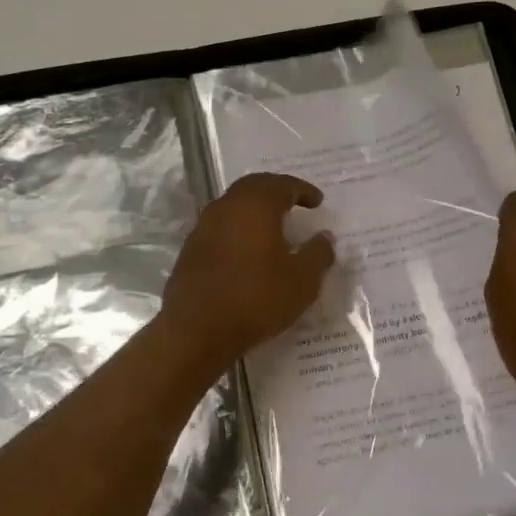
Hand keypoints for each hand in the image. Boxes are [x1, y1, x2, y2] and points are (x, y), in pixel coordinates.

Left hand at [161, 173, 335, 369]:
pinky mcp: (190, 249)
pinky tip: (247, 250)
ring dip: (254, 210)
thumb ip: (318, 254)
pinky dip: (238, 229)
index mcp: (256, 205)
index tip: (317, 201)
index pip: (282, 185)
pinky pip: (220, 227)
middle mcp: (227, 207)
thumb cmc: (257, 299)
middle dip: (275, 191)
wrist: (197, 330)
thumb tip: (325, 237)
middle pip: (253, 187)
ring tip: (272, 226)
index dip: (302, 190)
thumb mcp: (302, 281)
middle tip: (293, 203)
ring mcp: (204, 227)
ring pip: (233, 206)